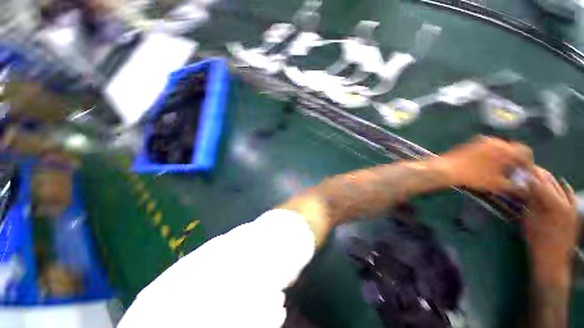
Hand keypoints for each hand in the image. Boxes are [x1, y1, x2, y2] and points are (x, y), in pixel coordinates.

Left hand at [437, 136, 532, 193]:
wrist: (446, 169)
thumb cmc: (474, 177)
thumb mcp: (497, 184)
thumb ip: (514, 185)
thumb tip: (525, 188)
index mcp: (505, 149)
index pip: (525, 152)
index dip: (528, 163)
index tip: (525, 173)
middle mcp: (495, 141)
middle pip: (513, 149)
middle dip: (516, 160)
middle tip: (514, 173)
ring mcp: (482, 140)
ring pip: (500, 148)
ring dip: (504, 157)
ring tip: (501, 170)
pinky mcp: (471, 143)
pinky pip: (488, 147)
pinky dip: (492, 155)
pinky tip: (488, 166)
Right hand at [523, 167, 579, 283]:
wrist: (553, 261)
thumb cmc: (536, 241)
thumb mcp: (529, 219)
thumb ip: (529, 200)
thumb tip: (523, 185)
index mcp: (554, 204)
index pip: (539, 182)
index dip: (527, 175)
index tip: (518, 169)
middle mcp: (566, 202)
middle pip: (550, 182)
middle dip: (537, 175)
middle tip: (526, 170)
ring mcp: (572, 207)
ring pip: (560, 186)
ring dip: (548, 180)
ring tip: (538, 176)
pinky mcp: (575, 212)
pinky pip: (570, 195)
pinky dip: (564, 188)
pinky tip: (561, 183)